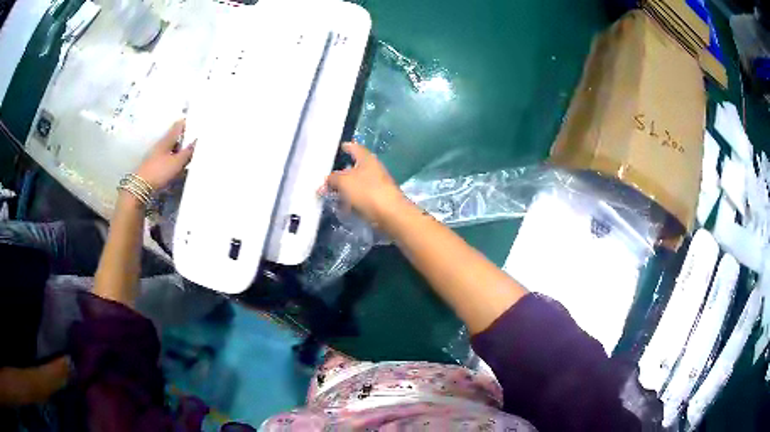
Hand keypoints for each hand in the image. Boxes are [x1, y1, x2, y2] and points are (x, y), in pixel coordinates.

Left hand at [134, 120, 193, 189]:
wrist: (141, 187)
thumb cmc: (159, 171)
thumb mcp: (177, 163)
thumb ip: (188, 152)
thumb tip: (197, 141)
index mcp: (166, 140)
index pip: (177, 127)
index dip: (186, 123)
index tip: (195, 121)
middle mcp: (161, 145)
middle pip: (174, 138)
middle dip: (183, 138)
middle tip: (194, 140)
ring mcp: (156, 156)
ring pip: (171, 149)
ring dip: (179, 151)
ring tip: (188, 156)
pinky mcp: (154, 166)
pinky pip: (167, 159)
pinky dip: (174, 160)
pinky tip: (178, 167)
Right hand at [326, 142, 406, 227]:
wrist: (391, 215)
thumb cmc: (367, 192)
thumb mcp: (344, 182)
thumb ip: (332, 179)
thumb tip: (326, 182)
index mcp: (367, 159)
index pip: (355, 147)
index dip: (346, 147)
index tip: (338, 147)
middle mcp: (373, 169)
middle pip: (354, 167)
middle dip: (341, 173)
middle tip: (326, 178)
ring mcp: (377, 185)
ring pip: (357, 184)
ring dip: (345, 189)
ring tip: (331, 195)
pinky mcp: (378, 200)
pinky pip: (361, 197)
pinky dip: (352, 201)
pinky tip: (343, 208)